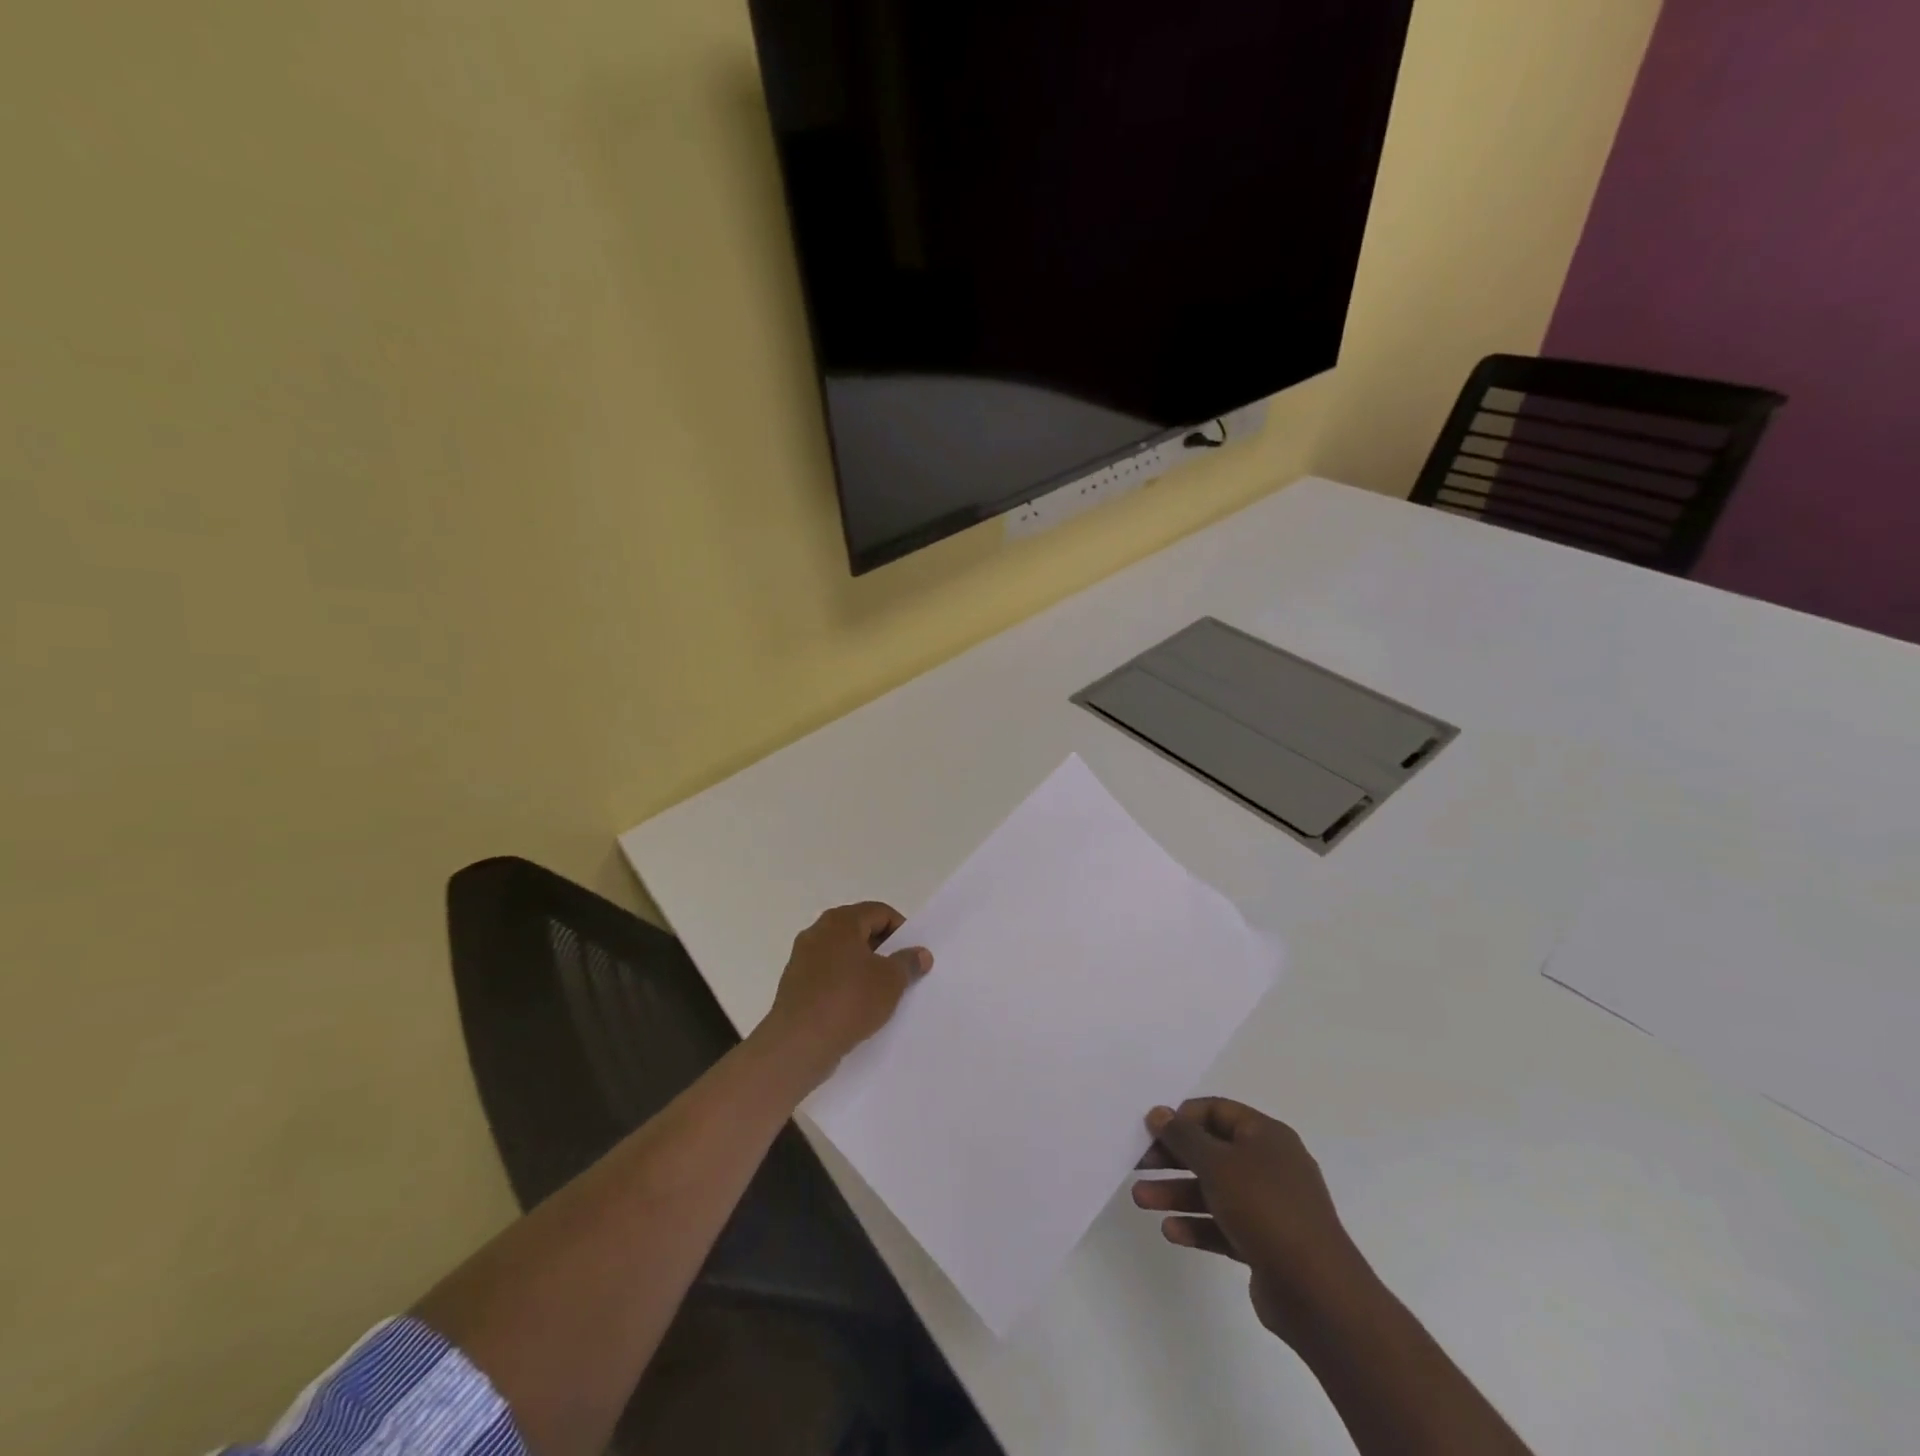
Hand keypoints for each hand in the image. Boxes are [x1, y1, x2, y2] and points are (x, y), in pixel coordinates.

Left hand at [758, 902, 930, 1082]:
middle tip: (900, 973)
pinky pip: (827, 975)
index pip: (879, 912)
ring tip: (880, 993)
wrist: (799, 1044)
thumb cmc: (849, 1001)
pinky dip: (844, 984)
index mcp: (840, 921)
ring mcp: (802, 958)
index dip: (901, 930)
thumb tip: (920, 953)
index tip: (912, 955)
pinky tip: (856, 1008)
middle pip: (859, 930)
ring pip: (842, 954)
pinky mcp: (794, 984)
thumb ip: (908, 962)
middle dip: (882, 949)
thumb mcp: (891, 981)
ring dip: (863, 968)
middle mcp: (817, 931)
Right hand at [1134, 1099, 1369, 1341]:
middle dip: (1173, 1158)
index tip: (1150, 1131)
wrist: (1319, 1294)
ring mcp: (1270, 1207)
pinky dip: (1197, 1225)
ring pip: (1214, 1190)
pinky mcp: (1266, 1244)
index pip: (1216, 1111)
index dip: (1182, 1118)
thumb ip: (1184, 1137)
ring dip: (1177, 1193)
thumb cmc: (1266, 1210)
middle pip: (1212, 1151)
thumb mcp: (1218, 1164)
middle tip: (1138, 1164)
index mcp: (1266, 1136)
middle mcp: (1270, 1165)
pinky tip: (1171, 1231)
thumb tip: (1159, 1112)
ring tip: (1140, 1200)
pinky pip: (1224, 1225)